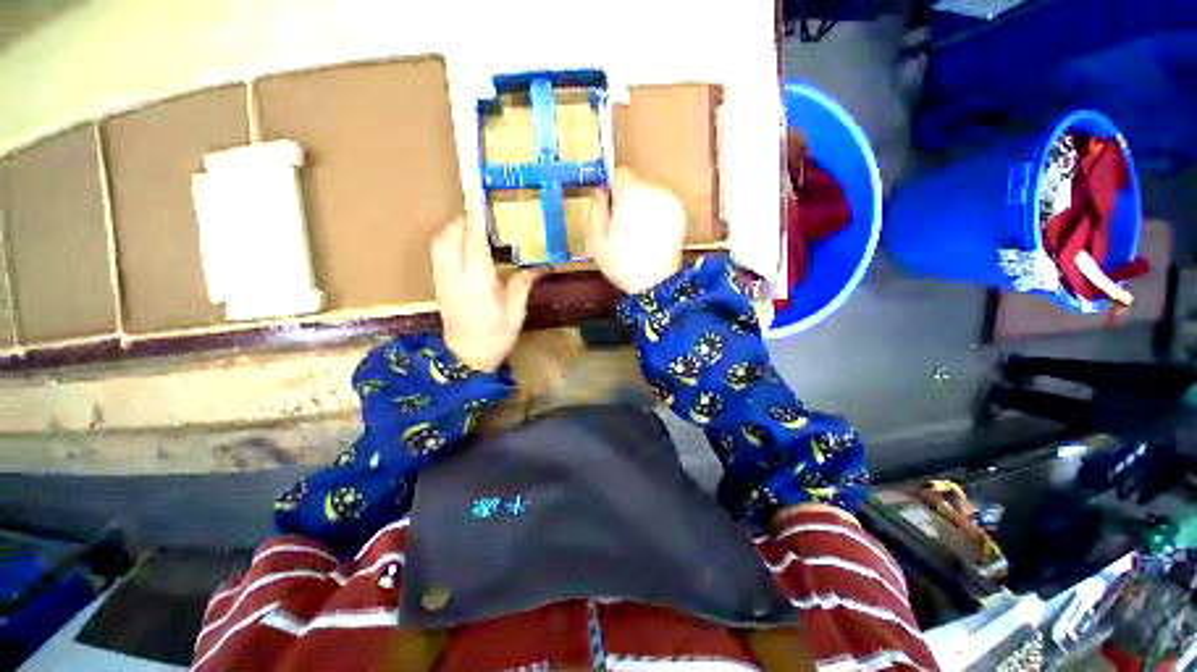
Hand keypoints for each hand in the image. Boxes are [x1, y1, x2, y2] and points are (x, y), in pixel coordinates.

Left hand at [432, 214, 541, 371]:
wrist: (465, 359)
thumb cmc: (494, 338)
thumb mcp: (515, 313)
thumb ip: (524, 285)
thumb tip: (540, 268)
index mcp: (477, 281)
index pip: (473, 242)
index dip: (476, 221)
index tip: (481, 204)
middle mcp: (455, 276)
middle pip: (450, 237)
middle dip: (462, 221)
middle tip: (479, 215)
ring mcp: (443, 281)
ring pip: (439, 244)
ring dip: (451, 230)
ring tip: (469, 226)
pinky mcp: (439, 286)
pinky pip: (437, 255)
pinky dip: (446, 242)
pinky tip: (459, 245)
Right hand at [589, 168, 686, 293]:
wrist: (655, 282)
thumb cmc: (623, 263)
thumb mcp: (597, 239)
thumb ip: (596, 210)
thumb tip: (600, 195)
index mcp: (630, 193)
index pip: (620, 173)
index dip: (612, 187)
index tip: (610, 203)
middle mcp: (654, 191)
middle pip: (636, 183)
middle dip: (628, 199)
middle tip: (622, 224)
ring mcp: (670, 202)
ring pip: (650, 195)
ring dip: (643, 206)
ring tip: (637, 233)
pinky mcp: (681, 214)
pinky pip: (663, 206)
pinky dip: (656, 215)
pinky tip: (651, 236)